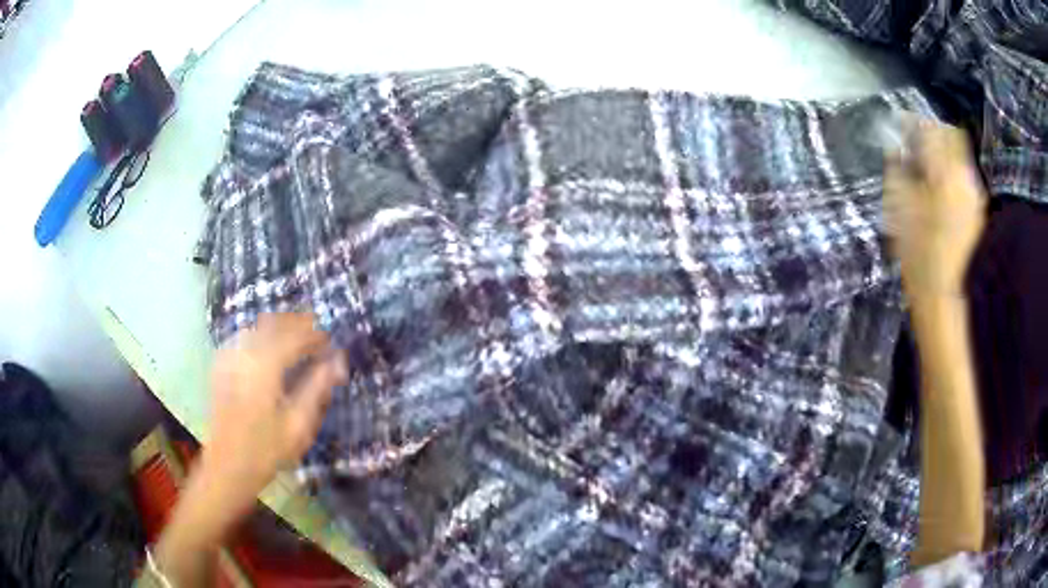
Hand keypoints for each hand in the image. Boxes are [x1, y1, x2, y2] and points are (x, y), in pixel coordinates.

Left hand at [152, 313, 346, 585]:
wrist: (228, 466)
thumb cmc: (267, 450)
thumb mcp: (299, 425)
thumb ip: (318, 388)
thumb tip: (337, 361)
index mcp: (265, 366)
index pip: (295, 335)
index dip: (316, 335)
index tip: (332, 343)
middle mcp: (245, 352)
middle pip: (274, 323)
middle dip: (299, 324)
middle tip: (319, 335)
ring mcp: (229, 356)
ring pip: (258, 327)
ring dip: (281, 327)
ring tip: (299, 339)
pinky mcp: (222, 365)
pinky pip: (244, 337)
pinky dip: (262, 335)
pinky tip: (270, 348)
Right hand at [883, 121, 986, 297]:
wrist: (943, 295)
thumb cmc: (917, 252)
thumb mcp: (899, 207)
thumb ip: (897, 169)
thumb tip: (895, 147)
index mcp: (944, 172)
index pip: (930, 128)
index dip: (913, 122)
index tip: (901, 126)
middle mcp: (964, 177)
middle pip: (952, 136)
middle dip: (933, 134)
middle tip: (917, 143)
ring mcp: (974, 195)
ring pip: (960, 157)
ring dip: (944, 155)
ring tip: (927, 167)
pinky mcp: (977, 212)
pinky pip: (964, 178)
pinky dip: (952, 175)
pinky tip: (941, 190)